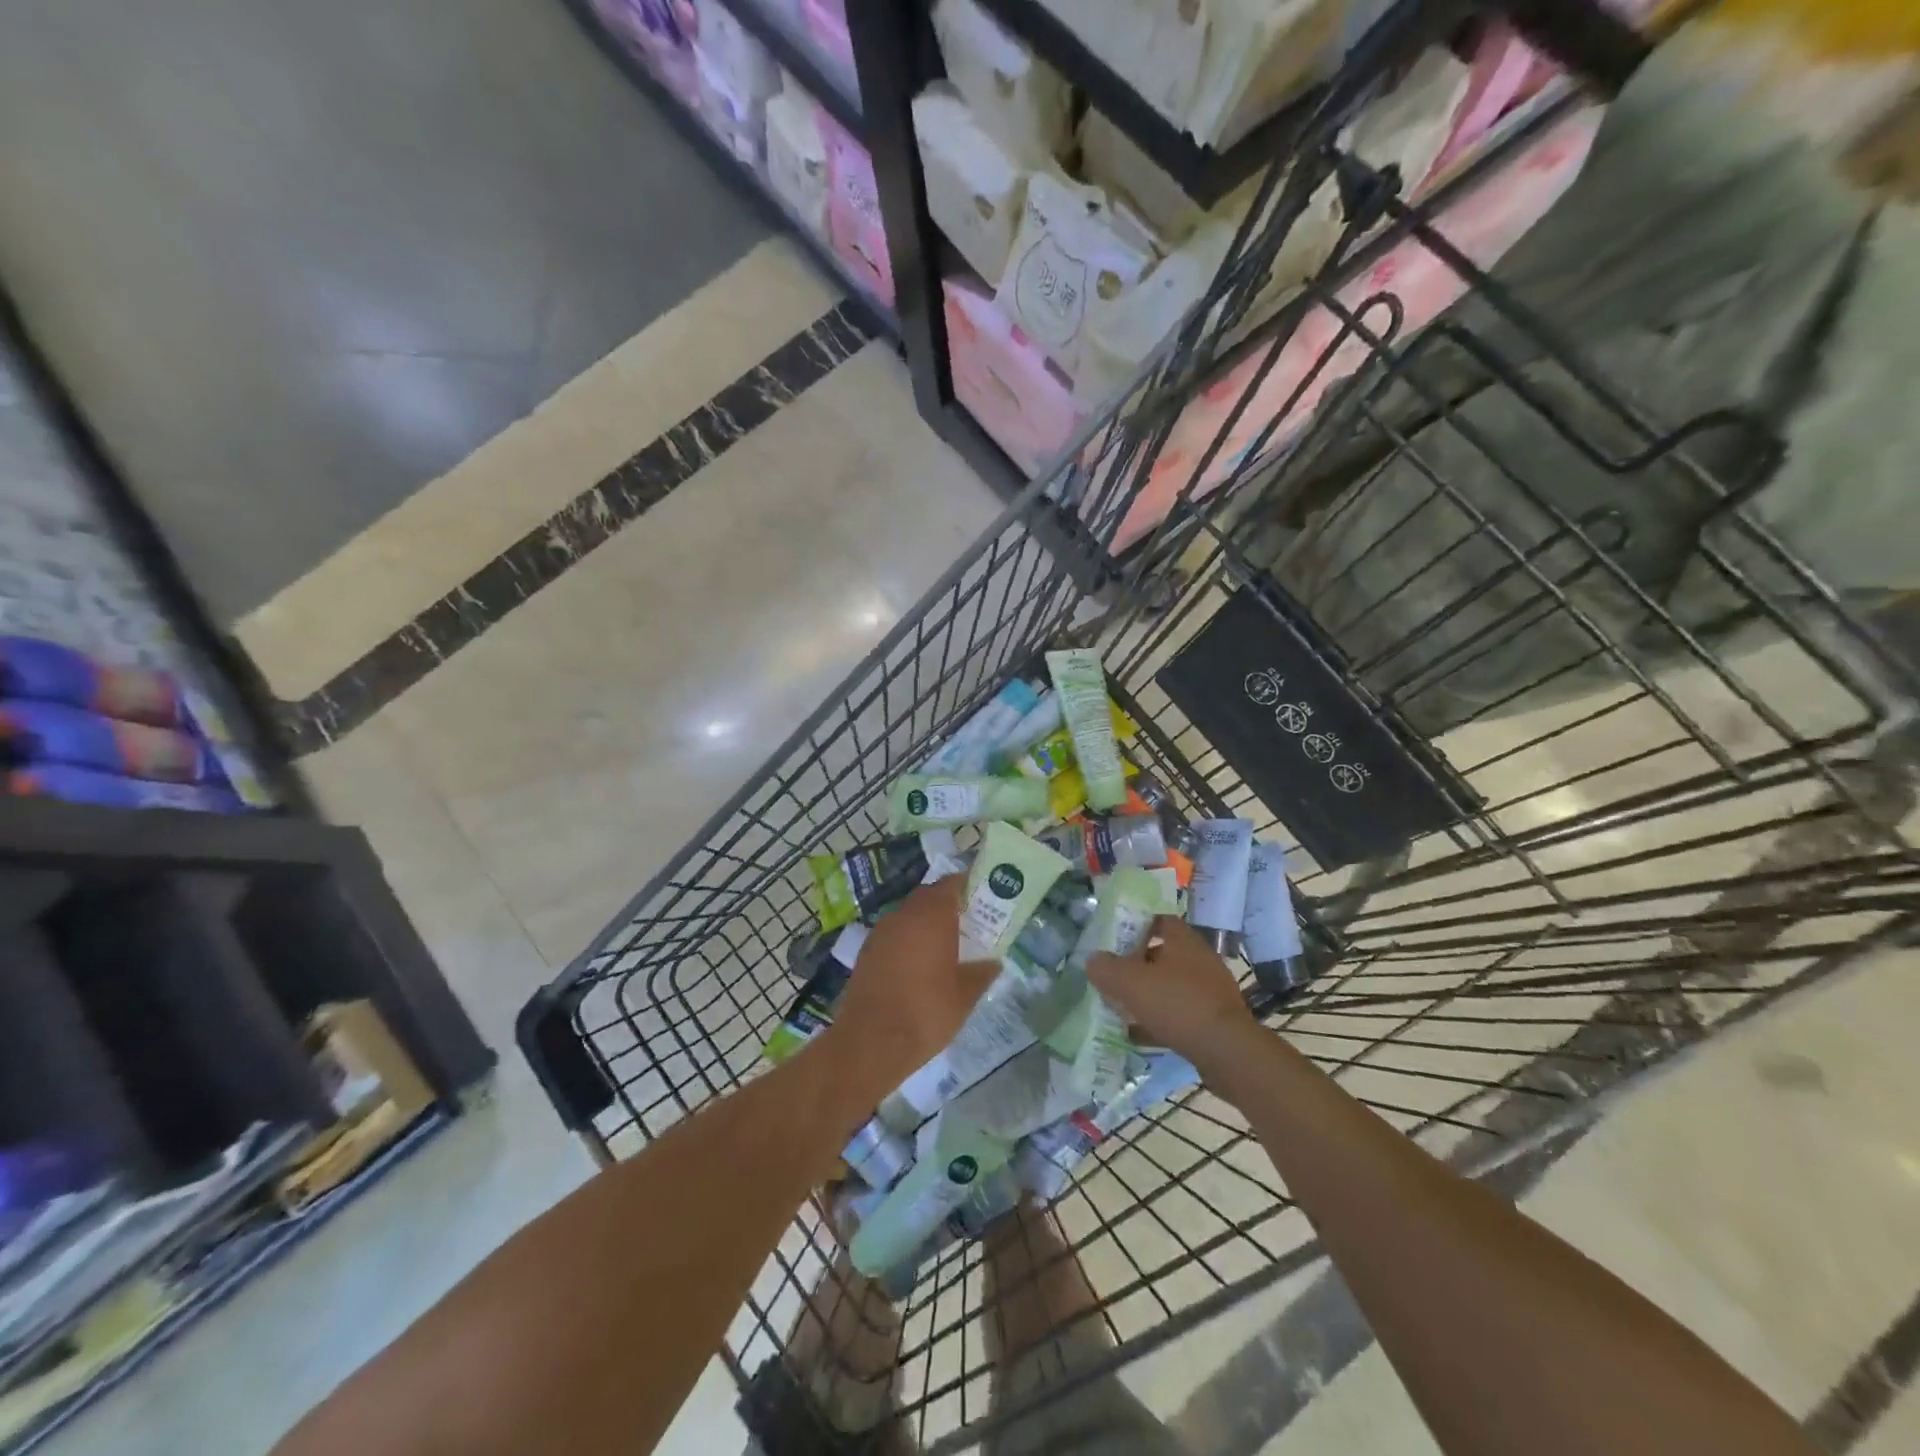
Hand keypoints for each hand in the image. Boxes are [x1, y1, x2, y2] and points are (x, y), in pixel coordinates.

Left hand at [820, 878, 997, 1097]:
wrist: (871, 1041)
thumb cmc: (926, 1012)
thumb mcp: (965, 996)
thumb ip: (982, 973)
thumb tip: (994, 962)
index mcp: (932, 916)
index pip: (951, 884)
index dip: (966, 886)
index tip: (981, 896)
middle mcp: (904, 915)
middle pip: (928, 896)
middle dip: (947, 904)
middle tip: (967, 922)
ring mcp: (881, 931)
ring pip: (908, 914)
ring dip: (925, 922)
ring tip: (944, 945)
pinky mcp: (867, 951)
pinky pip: (894, 933)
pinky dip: (908, 939)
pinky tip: (918, 964)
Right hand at [1087, 916, 1257, 1069]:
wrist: (1228, 1051)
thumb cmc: (1177, 1004)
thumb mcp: (1130, 982)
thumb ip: (1106, 968)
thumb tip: (1093, 960)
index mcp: (1183, 939)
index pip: (1158, 920)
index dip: (1136, 927)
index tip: (1115, 941)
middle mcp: (1200, 958)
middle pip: (1164, 953)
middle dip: (1138, 964)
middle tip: (1114, 976)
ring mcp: (1211, 989)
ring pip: (1172, 984)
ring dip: (1149, 993)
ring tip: (1123, 1007)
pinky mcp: (1216, 1018)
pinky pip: (1181, 1011)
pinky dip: (1162, 1018)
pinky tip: (1142, 1034)